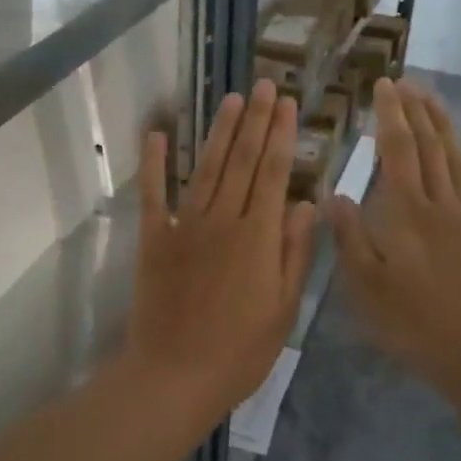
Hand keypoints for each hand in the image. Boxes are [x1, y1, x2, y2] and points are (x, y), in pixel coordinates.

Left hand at [124, 80, 317, 429]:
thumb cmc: (239, 351)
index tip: (288, 104)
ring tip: (231, 99)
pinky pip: (153, 193)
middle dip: (255, 120)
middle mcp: (222, 219)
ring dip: (219, 131)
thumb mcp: (283, 308)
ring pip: (206, 167)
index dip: (281, 135)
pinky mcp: (154, 239)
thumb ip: (295, 252)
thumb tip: (306, 203)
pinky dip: (154, 163)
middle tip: (264, 85)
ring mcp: (184, 225)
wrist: (174, 376)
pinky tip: (157, 134)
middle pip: (242, 160)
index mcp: (258, 236)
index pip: (273, 173)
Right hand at [328, 79, 460, 396]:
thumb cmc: (415, 323)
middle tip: (409, 83)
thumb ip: (350, 238)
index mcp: (406, 214)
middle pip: (430, 149)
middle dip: (418, 113)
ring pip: (459, 165)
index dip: (390, 116)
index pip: (396, 152)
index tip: (384, 85)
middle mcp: (441, 206)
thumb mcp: (365, 286)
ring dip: (448, 130)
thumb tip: (334, 195)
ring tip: (437, 101)